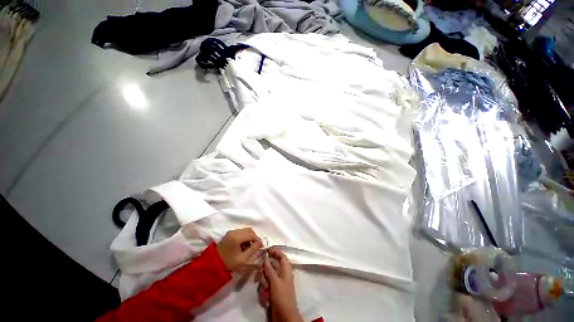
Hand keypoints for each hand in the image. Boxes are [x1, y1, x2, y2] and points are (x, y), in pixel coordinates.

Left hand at [216, 228, 261, 271]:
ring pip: (245, 230)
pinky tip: (243, 245)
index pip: (252, 235)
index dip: (258, 240)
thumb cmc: (228, 263)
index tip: (261, 246)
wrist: (212, 265)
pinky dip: (244, 237)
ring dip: (249, 237)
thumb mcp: (242, 259)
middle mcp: (234, 231)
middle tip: (256, 246)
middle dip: (254, 237)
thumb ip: (253, 250)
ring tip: (249, 247)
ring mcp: (231, 232)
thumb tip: (260, 243)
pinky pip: (240, 232)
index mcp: (237, 237)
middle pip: (249, 230)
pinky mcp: (229, 234)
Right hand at [258, 248, 302, 321]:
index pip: (282, 256)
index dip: (275, 252)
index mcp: (286, 270)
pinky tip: (265, 298)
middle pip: (272, 266)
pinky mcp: (272, 292)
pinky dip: (264, 291)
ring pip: (267, 277)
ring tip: (265, 290)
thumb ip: (269, 270)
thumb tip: (265, 259)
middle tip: (261, 276)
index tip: (266, 250)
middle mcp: (282, 275)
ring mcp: (277, 284)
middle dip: (265, 271)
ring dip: (264, 283)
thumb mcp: (275, 282)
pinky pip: (266, 287)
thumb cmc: (282, 297)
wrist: (284, 317)